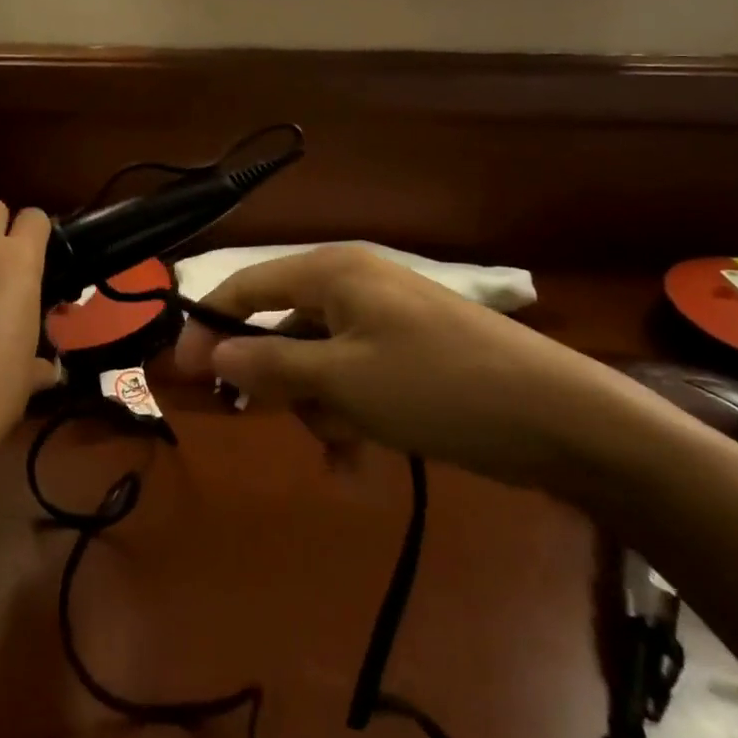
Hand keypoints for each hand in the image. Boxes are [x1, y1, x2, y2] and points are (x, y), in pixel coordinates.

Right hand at [175, 246, 623, 489]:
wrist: (558, 416)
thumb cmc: (436, 386)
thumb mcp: (343, 381)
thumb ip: (270, 366)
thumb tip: (210, 355)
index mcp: (331, 272)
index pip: (245, 287)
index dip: (207, 327)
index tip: (179, 375)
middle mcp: (353, 285)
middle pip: (282, 328)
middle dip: (279, 383)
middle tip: (280, 425)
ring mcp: (384, 319)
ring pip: (319, 362)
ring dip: (320, 409)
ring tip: (346, 452)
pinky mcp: (408, 353)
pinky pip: (356, 379)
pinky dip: (351, 416)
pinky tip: (362, 464)